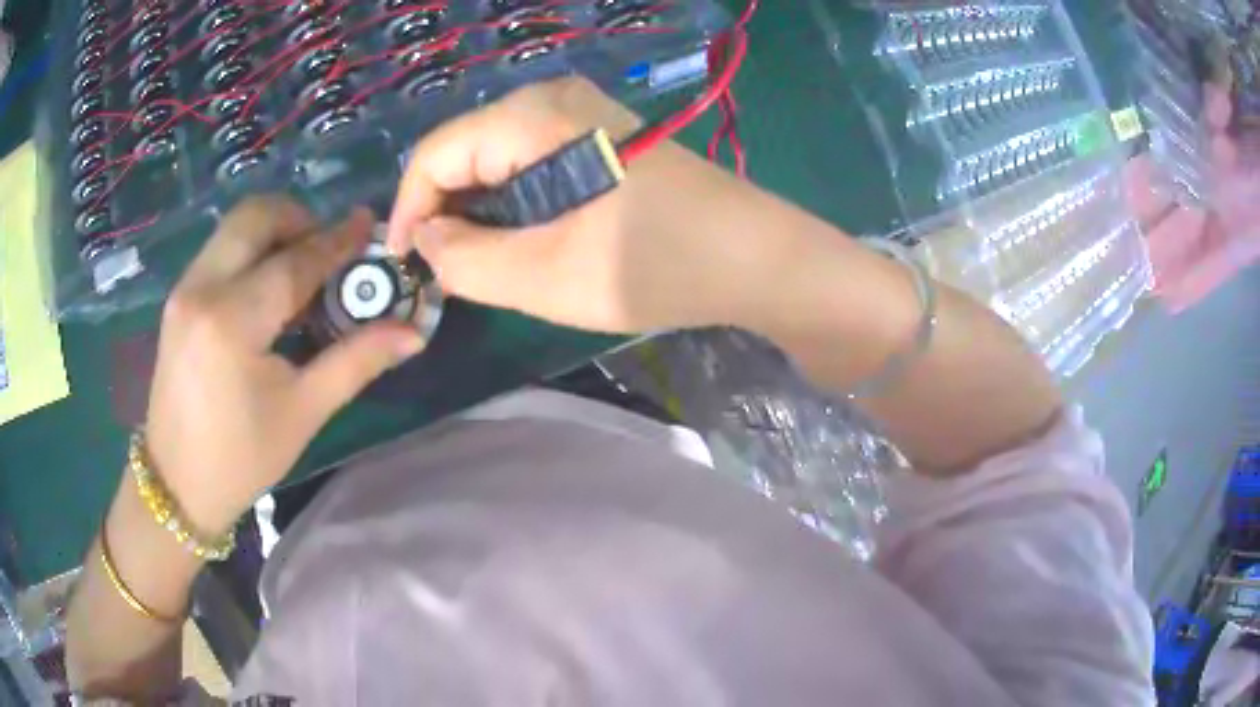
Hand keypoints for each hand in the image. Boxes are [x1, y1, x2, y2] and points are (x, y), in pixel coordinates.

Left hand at [145, 198, 424, 535]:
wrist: (177, 484)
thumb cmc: (241, 458)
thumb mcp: (303, 412)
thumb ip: (356, 361)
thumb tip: (412, 333)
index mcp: (232, 321)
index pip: (294, 261)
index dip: (337, 242)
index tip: (368, 224)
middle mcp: (202, 289)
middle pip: (255, 216)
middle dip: (299, 219)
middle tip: (327, 251)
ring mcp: (183, 290)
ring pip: (234, 227)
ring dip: (274, 232)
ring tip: (301, 271)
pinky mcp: (177, 299)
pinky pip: (220, 250)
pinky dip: (251, 251)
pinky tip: (268, 291)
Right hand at [387, 76, 779, 333]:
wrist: (756, 258)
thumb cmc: (656, 265)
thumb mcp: (545, 275)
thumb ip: (465, 260)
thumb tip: (425, 240)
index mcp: (530, 117)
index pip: (434, 155)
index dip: (407, 212)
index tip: (405, 269)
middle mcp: (550, 99)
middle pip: (462, 152)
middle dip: (442, 214)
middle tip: (442, 276)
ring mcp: (579, 113)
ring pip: (494, 160)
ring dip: (476, 212)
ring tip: (476, 266)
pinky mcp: (599, 135)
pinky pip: (528, 162)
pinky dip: (510, 203)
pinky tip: (519, 240)